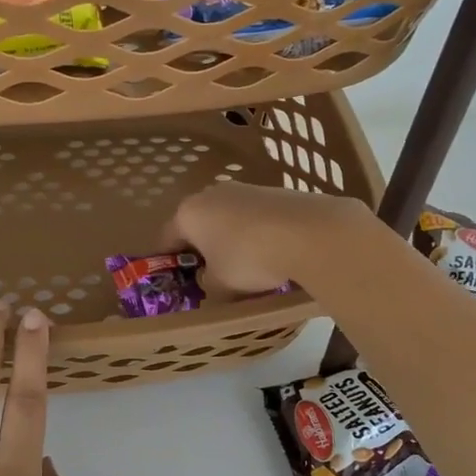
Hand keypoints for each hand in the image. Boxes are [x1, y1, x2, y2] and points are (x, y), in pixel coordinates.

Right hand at [163, 182, 373, 295]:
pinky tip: (270, 255)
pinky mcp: (274, 192)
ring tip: (244, 269)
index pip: (166, 239)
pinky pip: (254, 219)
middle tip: (210, 277)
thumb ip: (207, 286)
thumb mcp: (220, 286)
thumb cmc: (249, 259)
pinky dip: (255, 235)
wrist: (309, 232)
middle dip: (201, 250)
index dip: (168, 263)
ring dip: (229, 242)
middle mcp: (211, 194)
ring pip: (227, 220)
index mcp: (188, 213)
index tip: (175, 282)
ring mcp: (245, 189)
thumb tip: (210, 281)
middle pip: (198, 226)